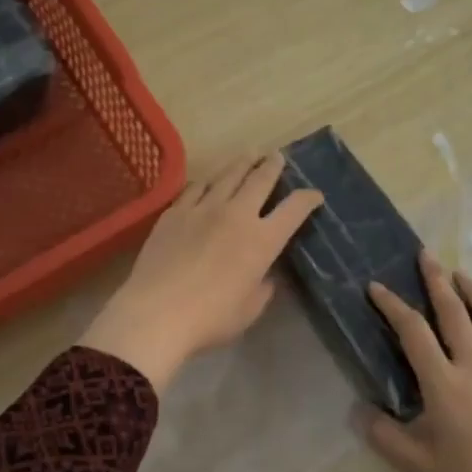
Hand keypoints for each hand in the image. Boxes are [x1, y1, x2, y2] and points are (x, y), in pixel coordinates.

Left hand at [79, 152, 321, 394]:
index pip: (294, 209)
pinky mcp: (175, 212)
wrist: (157, 312)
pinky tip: (208, 180)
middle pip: (260, 179)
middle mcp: (237, 214)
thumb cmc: (210, 318)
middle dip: (273, 165)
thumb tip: (264, 275)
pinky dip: (207, 181)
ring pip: (228, 175)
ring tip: (249, 153)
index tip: (315, 195)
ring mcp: (203, 208)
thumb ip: (262, 287)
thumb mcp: (249, 310)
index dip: (308, 198)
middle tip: (278, 156)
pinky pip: (195, 187)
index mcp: (262, 240)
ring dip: (242, 162)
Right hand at [362, 253, 471, 471]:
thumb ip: (384, 435)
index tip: (375, 287)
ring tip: (459, 274)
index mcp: (444, 384)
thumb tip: (360, 410)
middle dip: (437, 280)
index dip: (393, 305)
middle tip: (425, 254)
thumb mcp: (416, 468)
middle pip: (454, 312)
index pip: (414, 332)